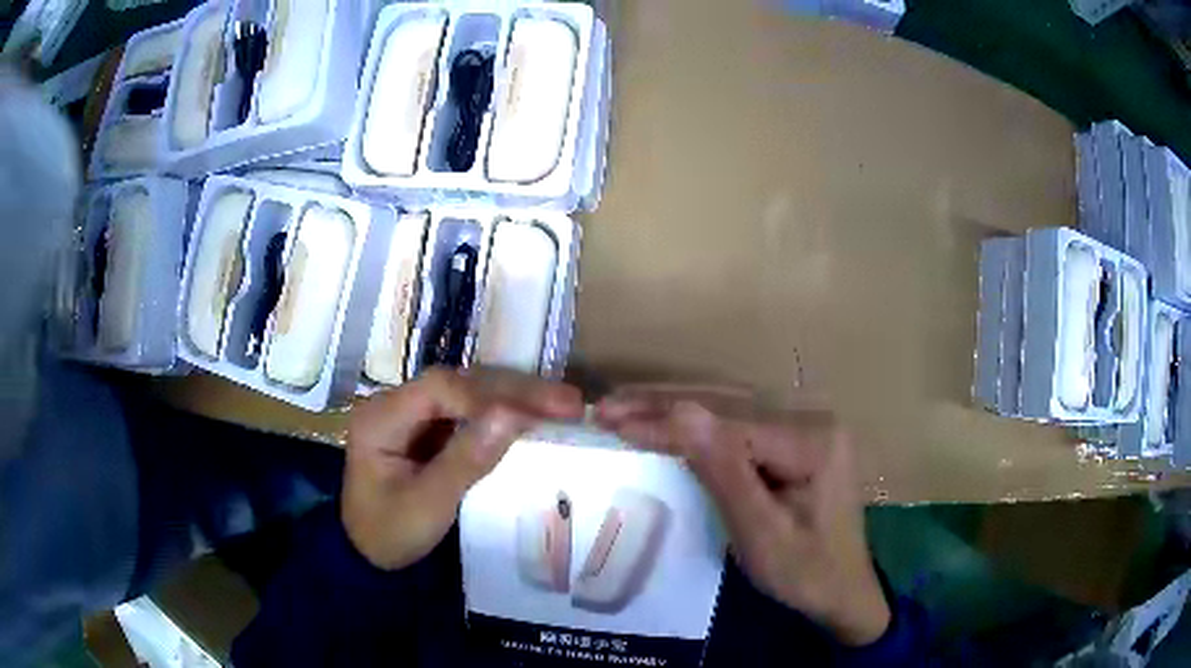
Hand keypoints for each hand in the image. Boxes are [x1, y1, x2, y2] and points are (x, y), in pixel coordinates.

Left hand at [344, 367, 583, 569]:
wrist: (369, 554)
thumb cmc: (391, 533)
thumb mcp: (428, 504)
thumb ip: (466, 460)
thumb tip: (513, 416)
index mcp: (381, 416)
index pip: (440, 389)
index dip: (491, 397)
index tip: (538, 416)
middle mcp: (395, 402)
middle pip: (458, 382)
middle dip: (514, 390)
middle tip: (568, 402)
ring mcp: (412, 412)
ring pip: (468, 391)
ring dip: (515, 396)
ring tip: (563, 404)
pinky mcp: (428, 427)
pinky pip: (470, 410)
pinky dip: (505, 412)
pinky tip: (535, 416)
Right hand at [595, 388, 889, 646]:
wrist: (844, 590)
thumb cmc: (805, 572)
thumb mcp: (762, 533)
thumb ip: (724, 471)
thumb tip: (681, 412)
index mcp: (812, 441)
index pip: (726, 424)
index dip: (666, 422)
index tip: (612, 422)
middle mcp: (812, 418)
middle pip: (729, 402)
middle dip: (663, 403)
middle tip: (607, 406)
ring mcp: (807, 424)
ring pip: (731, 405)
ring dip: (676, 405)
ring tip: (625, 405)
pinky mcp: (797, 438)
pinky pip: (741, 421)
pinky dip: (699, 420)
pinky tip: (668, 418)